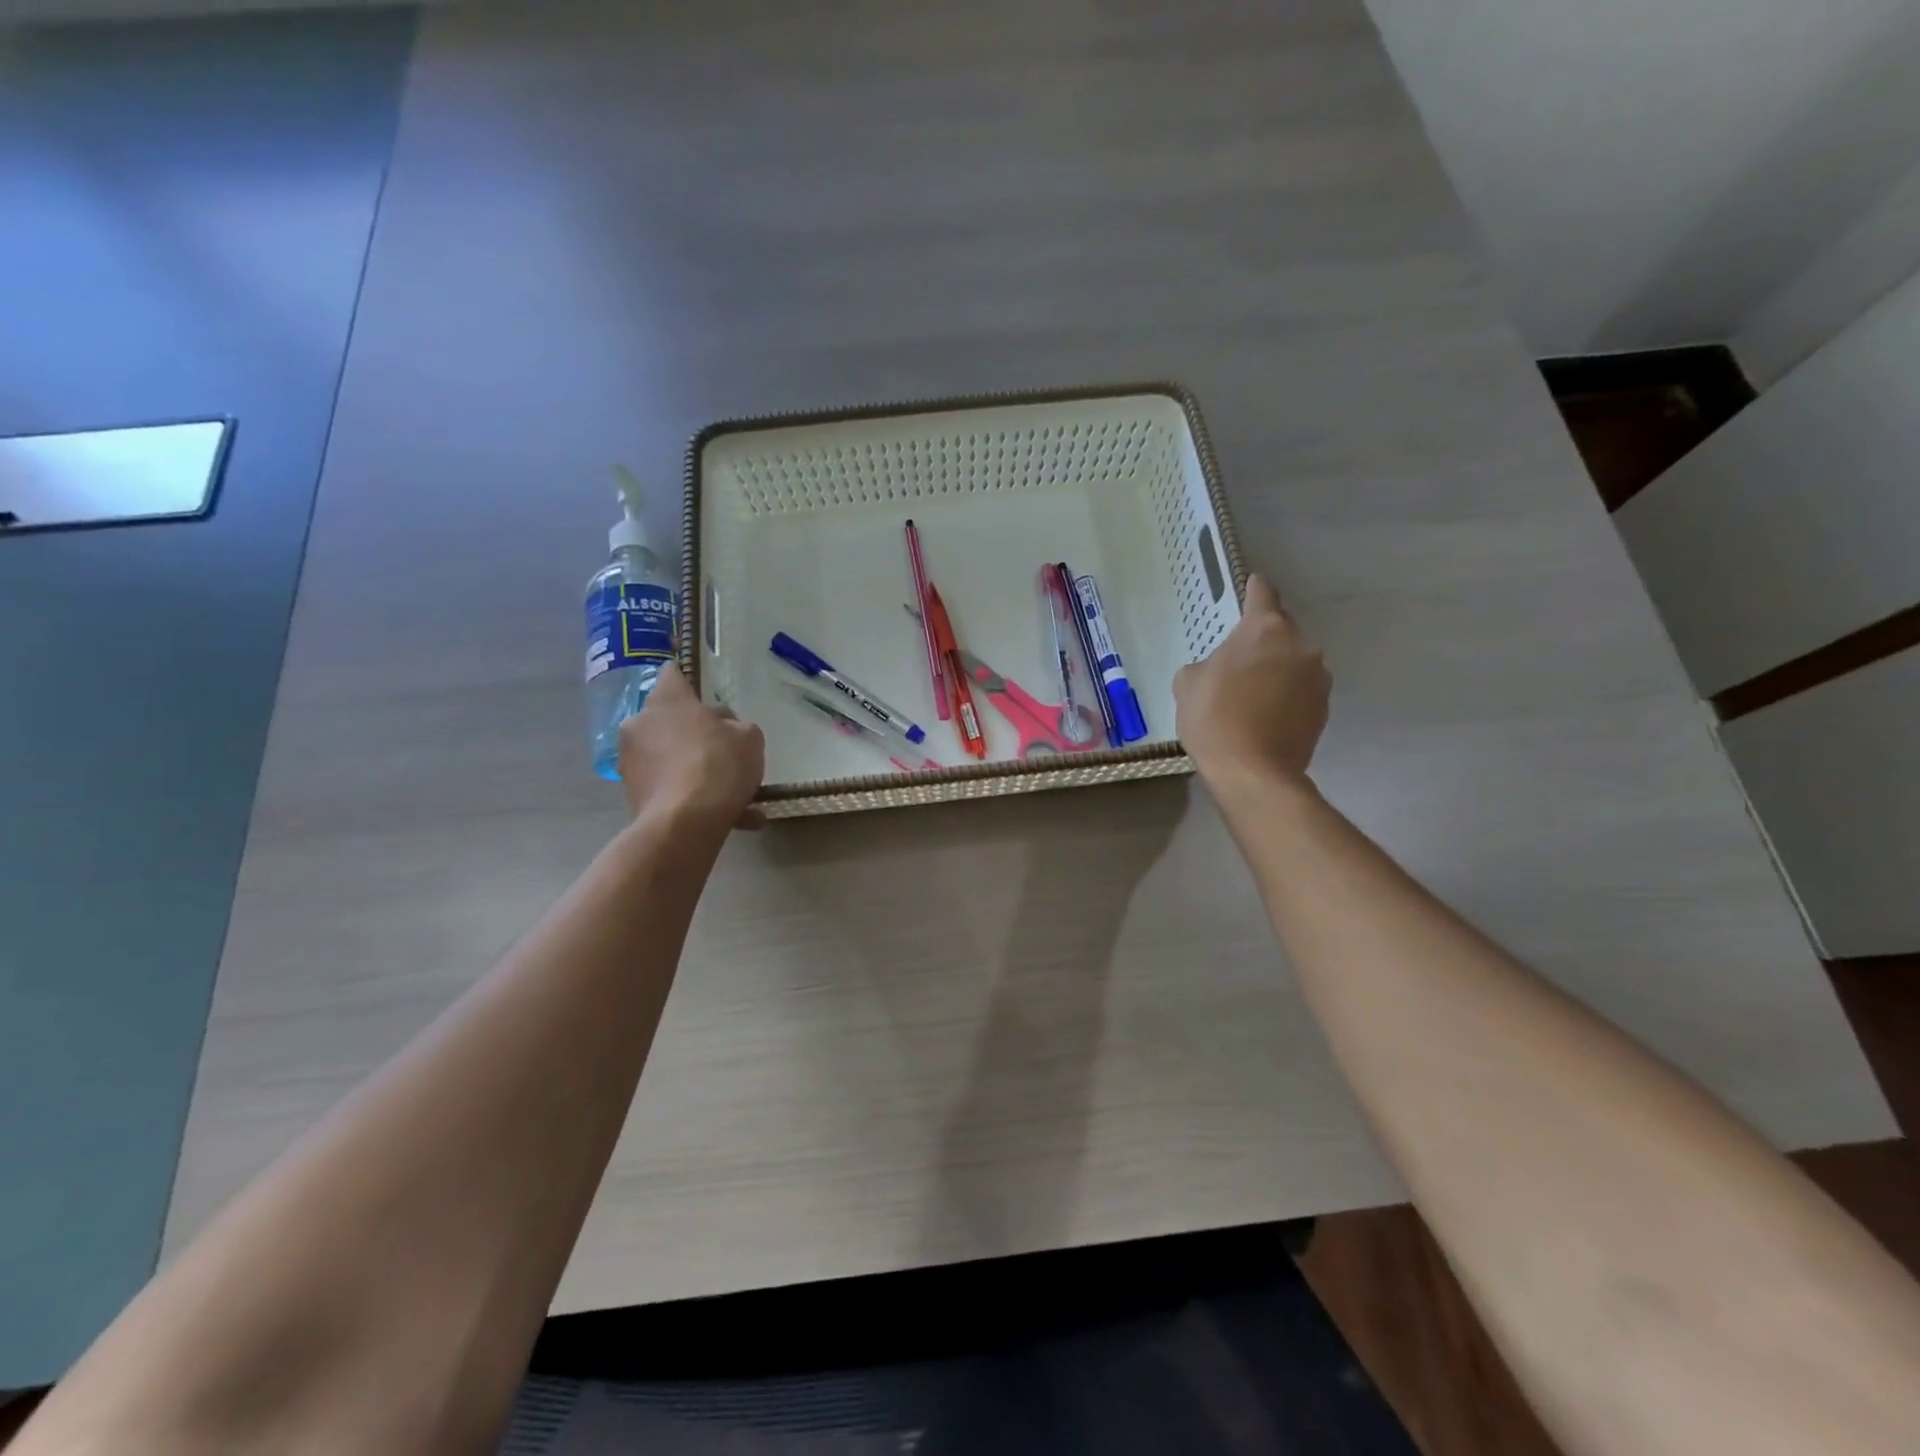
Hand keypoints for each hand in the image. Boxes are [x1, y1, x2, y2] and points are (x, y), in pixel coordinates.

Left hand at [617, 667, 766, 828]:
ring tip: (735, 796)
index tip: (702, 695)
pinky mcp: (632, 795)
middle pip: (669, 720)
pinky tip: (734, 819)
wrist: (685, 823)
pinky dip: (694, 799)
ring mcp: (631, 761)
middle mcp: (640, 724)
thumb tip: (724, 730)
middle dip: (693, 734)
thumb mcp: (749, 738)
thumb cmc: (718, 765)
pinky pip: (671, 789)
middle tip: (722, 751)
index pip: (672, 674)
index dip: (688, 682)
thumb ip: (737, 727)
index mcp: (668, 700)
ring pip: (670, 759)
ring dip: (695, 771)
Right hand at [1174, 575, 1330, 787]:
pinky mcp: (1325, 709)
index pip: (1262, 594)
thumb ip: (1206, 664)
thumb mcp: (1187, 683)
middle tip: (1238, 663)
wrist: (1253, 773)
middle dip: (1262, 641)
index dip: (1253, 589)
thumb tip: (1221, 670)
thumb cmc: (1214, 718)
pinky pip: (1301, 692)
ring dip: (1276, 671)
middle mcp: (1300, 645)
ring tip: (1252, 697)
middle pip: (1280, 632)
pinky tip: (1265, 718)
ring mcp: (1318, 679)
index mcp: (1265, 629)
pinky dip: (1286, 697)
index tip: (1252, 586)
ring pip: (1293, 663)